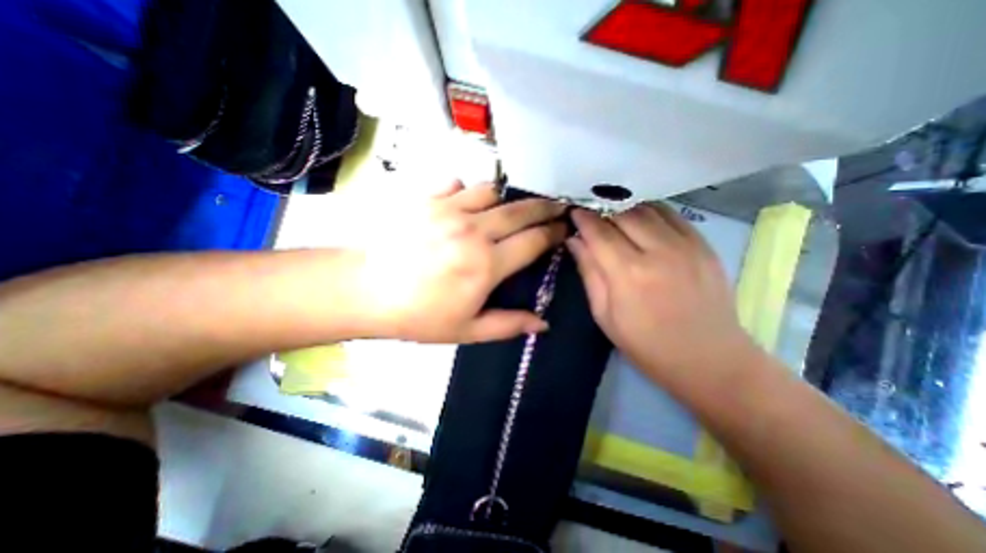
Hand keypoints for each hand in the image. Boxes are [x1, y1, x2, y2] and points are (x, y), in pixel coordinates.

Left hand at [348, 184, 560, 341]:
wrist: (365, 291)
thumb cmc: (418, 316)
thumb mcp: (467, 330)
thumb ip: (508, 324)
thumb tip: (543, 324)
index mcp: (487, 265)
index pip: (533, 242)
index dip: (553, 234)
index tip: (564, 230)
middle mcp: (474, 231)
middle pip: (520, 211)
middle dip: (544, 207)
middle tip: (556, 206)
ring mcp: (449, 210)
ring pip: (491, 191)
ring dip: (504, 199)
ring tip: (506, 209)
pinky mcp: (427, 200)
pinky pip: (457, 184)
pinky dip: (467, 191)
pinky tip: (464, 203)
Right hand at [566, 206, 756, 389]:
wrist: (709, 359)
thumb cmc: (645, 344)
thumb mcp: (604, 315)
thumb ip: (589, 273)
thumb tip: (574, 241)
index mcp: (629, 273)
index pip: (599, 232)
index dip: (582, 219)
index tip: (573, 212)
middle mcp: (658, 251)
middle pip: (623, 213)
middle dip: (602, 208)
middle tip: (590, 211)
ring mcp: (686, 245)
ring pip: (648, 209)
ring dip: (625, 207)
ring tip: (612, 213)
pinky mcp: (704, 245)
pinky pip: (672, 215)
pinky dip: (651, 211)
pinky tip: (641, 218)